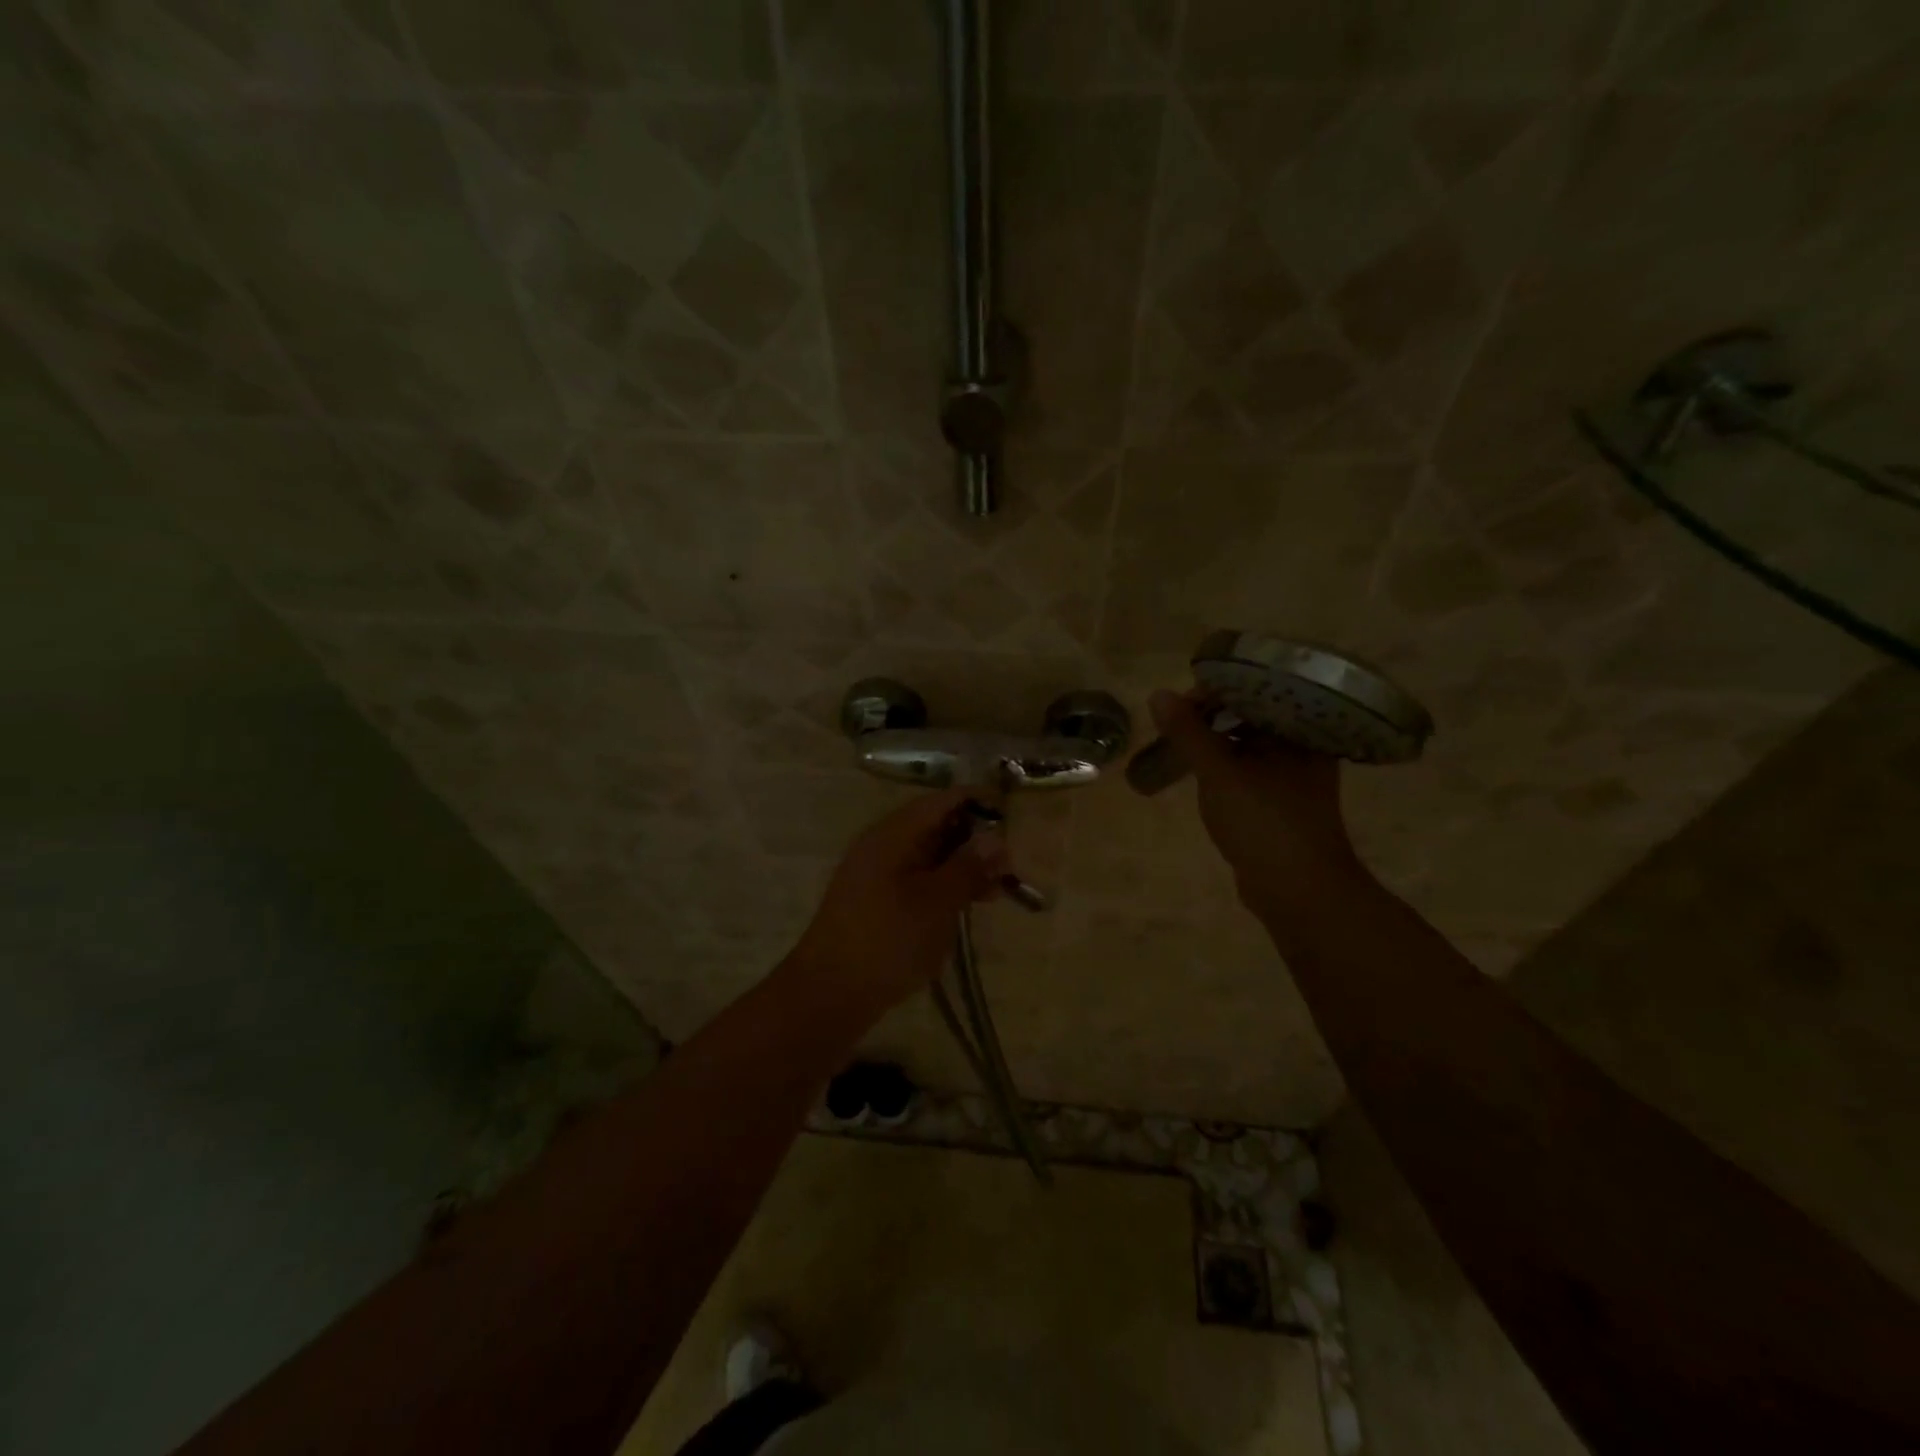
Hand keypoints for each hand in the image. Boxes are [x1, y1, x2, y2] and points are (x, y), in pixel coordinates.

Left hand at [785, 787, 1009, 1013]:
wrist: (829, 994)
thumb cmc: (888, 941)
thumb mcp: (937, 902)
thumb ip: (968, 867)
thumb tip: (996, 837)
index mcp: (892, 834)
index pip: (940, 801)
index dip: (976, 803)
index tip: (1010, 817)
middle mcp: (882, 845)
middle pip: (935, 826)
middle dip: (974, 841)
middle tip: (1008, 867)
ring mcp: (876, 874)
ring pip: (928, 856)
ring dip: (962, 868)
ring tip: (995, 893)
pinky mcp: (876, 901)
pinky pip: (917, 880)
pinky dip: (943, 887)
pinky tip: (966, 907)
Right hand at [1148, 689, 1369, 915]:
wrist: (1298, 891)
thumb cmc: (1264, 823)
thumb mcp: (1219, 773)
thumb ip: (1189, 733)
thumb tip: (1158, 695)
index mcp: (1300, 730)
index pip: (1256, 690)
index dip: (1215, 691)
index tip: (1179, 704)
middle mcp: (1304, 746)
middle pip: (1251, 714)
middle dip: (1211, 716)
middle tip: (1174, 723)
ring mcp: (1294, 774)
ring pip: (1249, 742)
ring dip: (1215, 740)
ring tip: (1181, 742)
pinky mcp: (1282, 799)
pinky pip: (1250, 767)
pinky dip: (1225, 764)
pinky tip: (1201, 770)